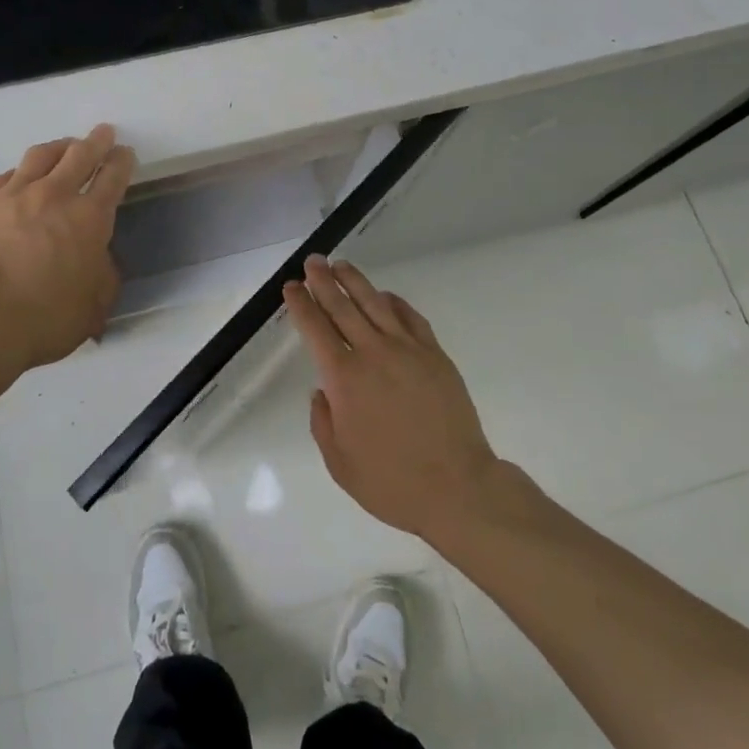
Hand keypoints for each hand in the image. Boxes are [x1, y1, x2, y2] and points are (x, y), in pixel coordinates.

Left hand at [0, 125, 135, 379]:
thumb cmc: (48, 319)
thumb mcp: (97, 303)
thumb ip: (103, 272)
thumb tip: (96, 257)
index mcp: (90, 217)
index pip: (112, 176)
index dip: (122, 161)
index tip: (125, 153)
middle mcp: (54, 196)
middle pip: (79, 155)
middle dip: (95, 141)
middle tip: (102, 133)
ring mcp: (14, 197)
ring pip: (40, 156)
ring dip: (58, 147)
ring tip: (64, 147)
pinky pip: (6, 177)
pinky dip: (21, 172)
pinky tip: (21, 177)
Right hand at [286, 256, 499, 541]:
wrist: (457, 486)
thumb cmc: (391, 481)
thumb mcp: (339, 463)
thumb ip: (323, 422)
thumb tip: (322, 392)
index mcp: (344, 378)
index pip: (315, 329)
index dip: (301, 304)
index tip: (292, 287)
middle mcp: (373, 353)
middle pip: (342, 306)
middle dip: (323, 281)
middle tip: (313, 261)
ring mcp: (407, 349)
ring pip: (375, 303)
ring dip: (355, 281)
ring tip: (341, 265)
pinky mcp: (435, 354)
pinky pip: (410, 317)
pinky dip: (394, 301)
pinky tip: (385, 296)